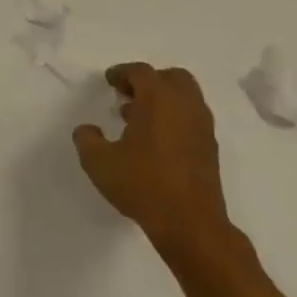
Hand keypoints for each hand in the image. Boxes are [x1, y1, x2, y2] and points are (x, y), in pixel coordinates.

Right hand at [73, 63, 230, 256]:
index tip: (109, 81)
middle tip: (128, 94)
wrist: (191, 225)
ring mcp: (202, 128)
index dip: (122, 72)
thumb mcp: (98, 162)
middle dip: (149, 81)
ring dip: (163, 100)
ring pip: (186, 98)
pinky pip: (192, 119)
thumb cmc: (143, 185)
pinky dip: (174, 118)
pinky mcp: (210, 149)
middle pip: (172, 77)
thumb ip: (87, 139)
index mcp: (158, 100)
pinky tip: (154, 141)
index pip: (141, 72)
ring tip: (137, 119)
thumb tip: (87, 129)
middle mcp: (185, 107)